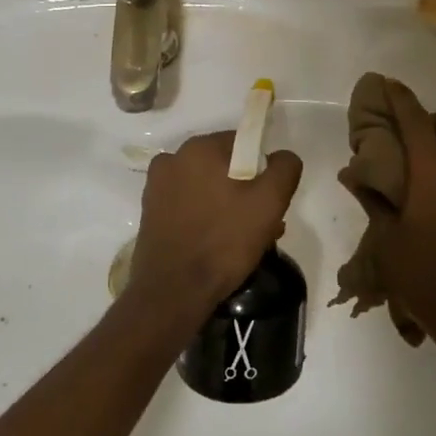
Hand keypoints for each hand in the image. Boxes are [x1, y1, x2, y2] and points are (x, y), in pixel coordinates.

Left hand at [129, 131, 302, 319]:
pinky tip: (219, 246)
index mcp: (199, 148)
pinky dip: (207, 218)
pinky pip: (189, 206)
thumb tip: (282, 156)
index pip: (243, 143)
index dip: (262, 170)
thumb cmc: (223, 241)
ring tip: (245, 241)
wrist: (173, 291)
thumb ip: (284, 168)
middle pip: (224, 167)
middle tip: (263, 225)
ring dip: (229, 206)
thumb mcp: (269, 202)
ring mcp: (157, 187)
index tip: (270, 200)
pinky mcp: (151, 213)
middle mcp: (173, 159)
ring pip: (207, 188)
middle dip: (247, 191)